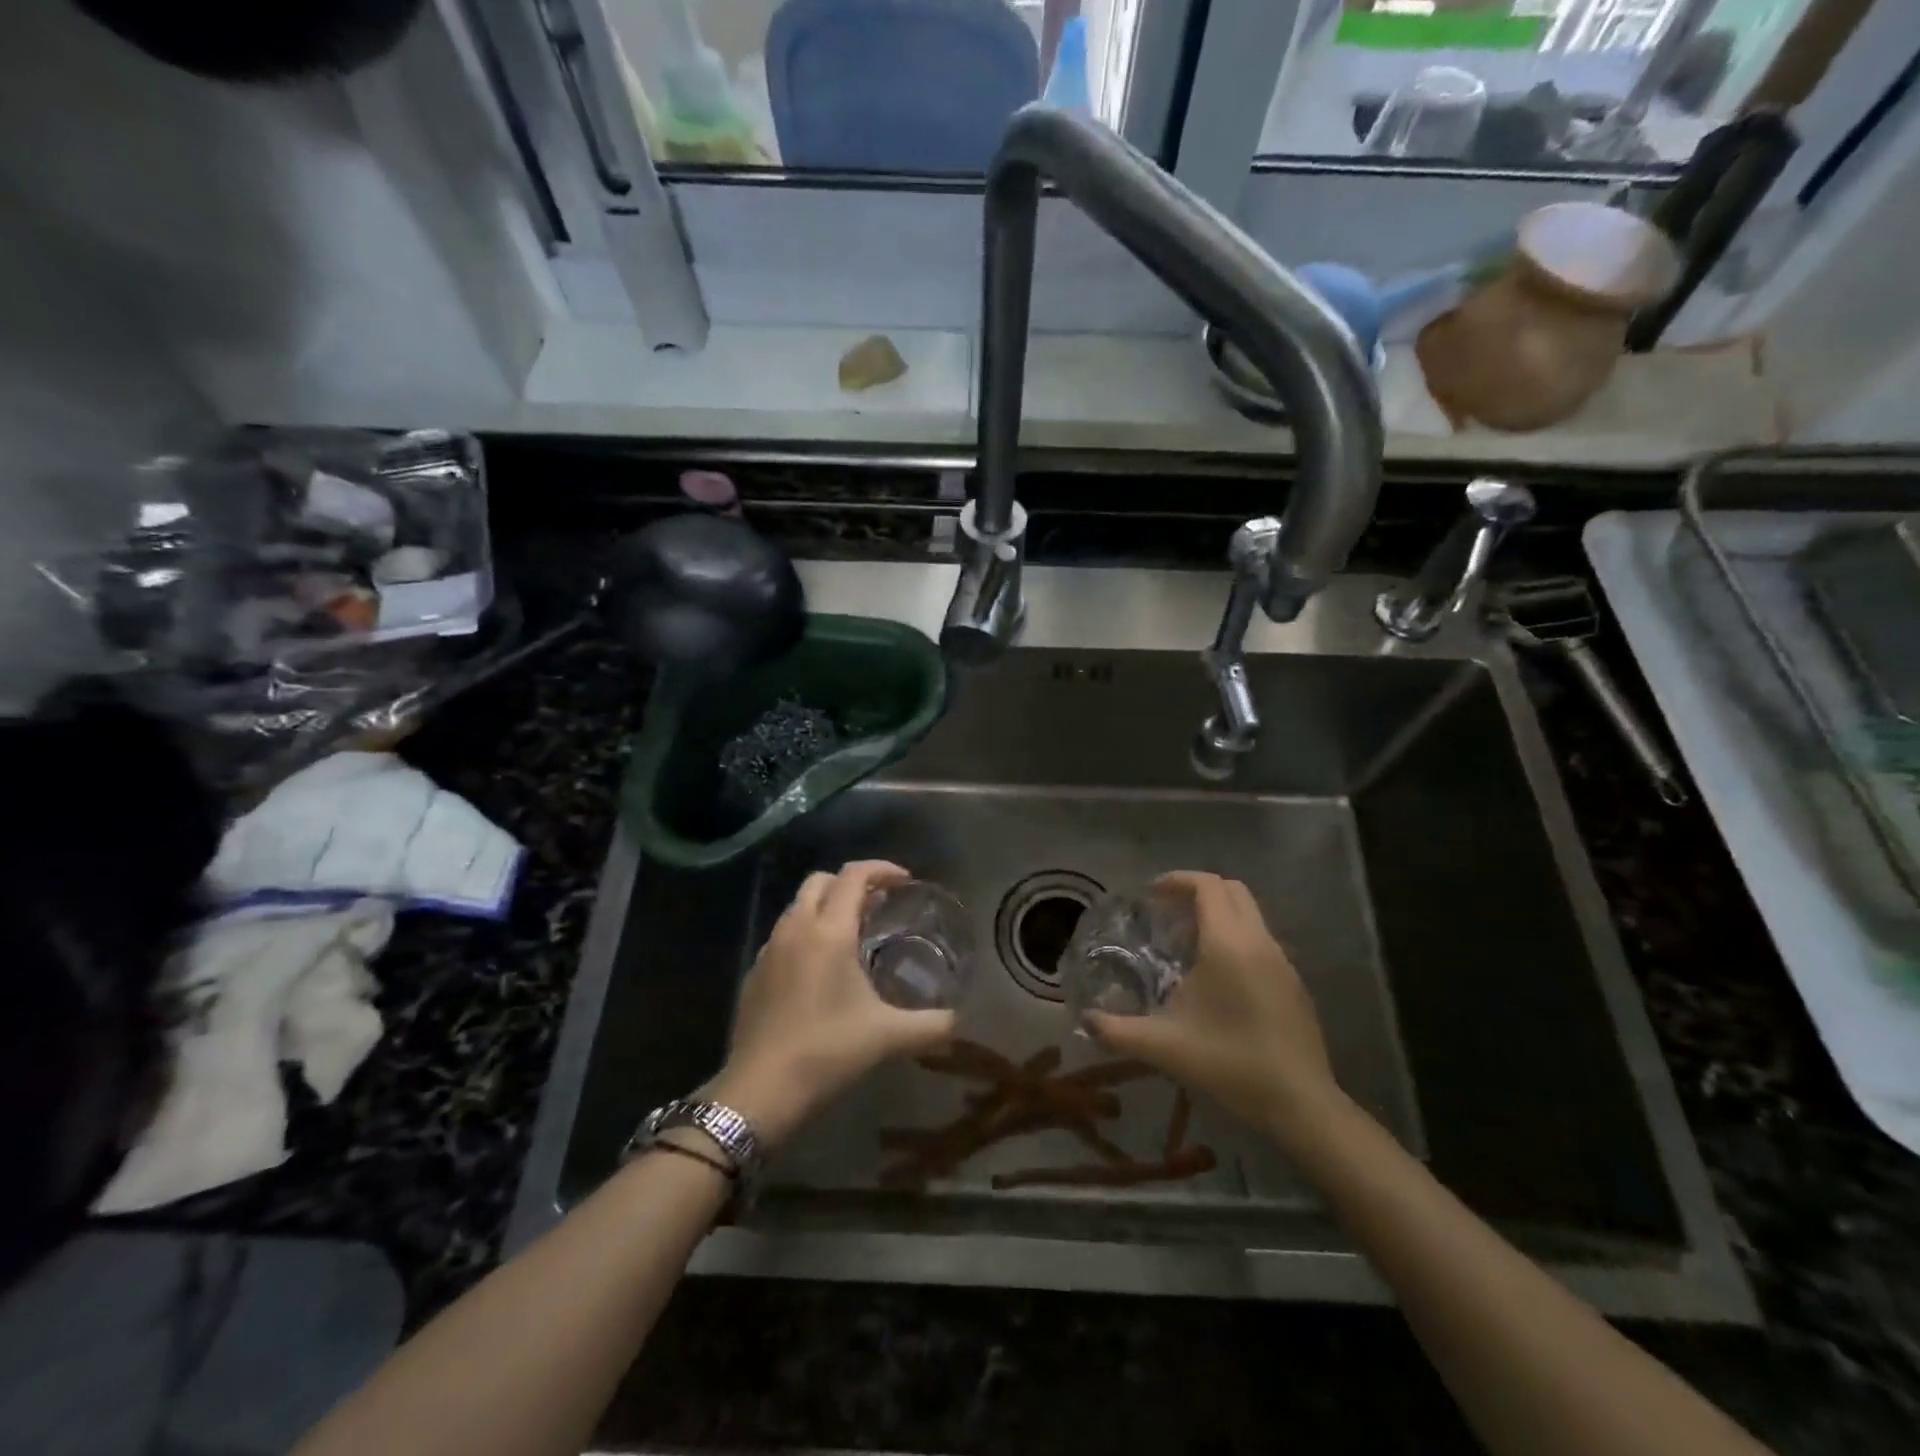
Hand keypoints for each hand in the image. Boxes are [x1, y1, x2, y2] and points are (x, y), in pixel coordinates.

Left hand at [708, 861, 955, 1149]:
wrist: (758, 1092)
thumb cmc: (826, 1053)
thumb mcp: (888, 1037)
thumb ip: (931, 1025)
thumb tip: (961, 1021)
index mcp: (829, 931)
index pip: (854, 875)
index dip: (881, 869)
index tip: (905, 881)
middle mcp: (796, 928)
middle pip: (821, 881)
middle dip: (851, 883)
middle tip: (879, 905)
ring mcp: (769, 949)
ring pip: (798, 905)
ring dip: (826, 906)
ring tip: (853, 933)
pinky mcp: (754, 972)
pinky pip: (784, 933)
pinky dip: (806, 932)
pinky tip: (821, 968)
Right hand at [1083, 871, 1340, 1142]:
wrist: (1300, 1103)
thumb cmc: (1230, 1063)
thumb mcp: (1164, 1047)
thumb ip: (1118, 1031)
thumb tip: (1085, 1021)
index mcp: (1228, 944)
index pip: (1207, 886)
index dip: (1177, 880)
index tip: (1151, 894)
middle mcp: (1259, 941)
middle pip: (1231, 890)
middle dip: (1197, 891)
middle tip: (1166, 913)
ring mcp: (1282, 961)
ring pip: (1250, 914)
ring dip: (1218, 915)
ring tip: (1186, 945)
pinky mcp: (1294, 982)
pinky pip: (1260, 940)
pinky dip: (1235, 938)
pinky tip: (1217, 978)